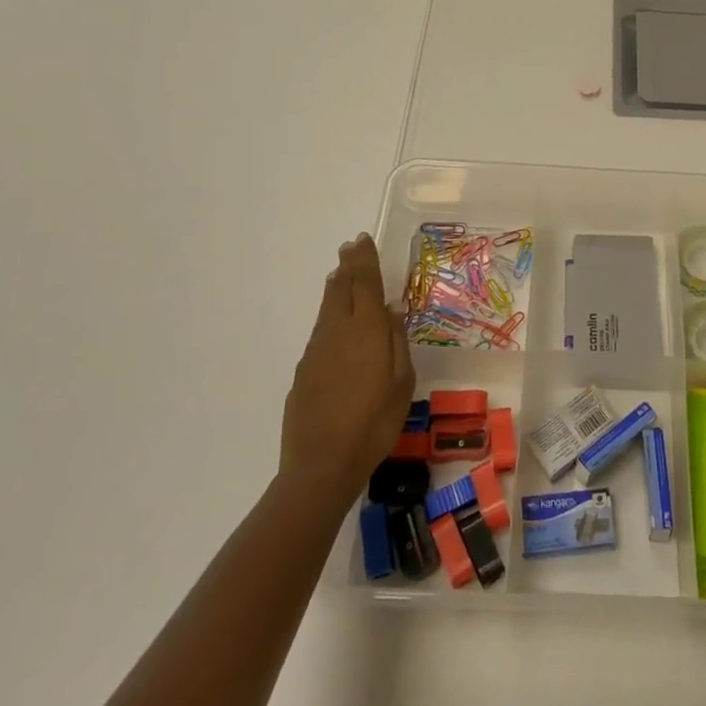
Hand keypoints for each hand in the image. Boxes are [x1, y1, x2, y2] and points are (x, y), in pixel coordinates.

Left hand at [279, 234, 413, 501]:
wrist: (321, 465)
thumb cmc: (374, 423)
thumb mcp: (402, 383)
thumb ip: (397, 342)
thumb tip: (392, 310)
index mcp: (365, 330)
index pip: (364, 283)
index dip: (364, 260)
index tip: (362, 239)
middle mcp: (337, 332)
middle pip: (340, 289)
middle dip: (347, 266)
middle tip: (349, 247)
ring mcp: (316, 351)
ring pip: (327, 308)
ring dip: (335, 287)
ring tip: (339, 274)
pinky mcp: (304, 372)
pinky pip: (320, 332)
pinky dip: (328, 315)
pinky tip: (333, 323)